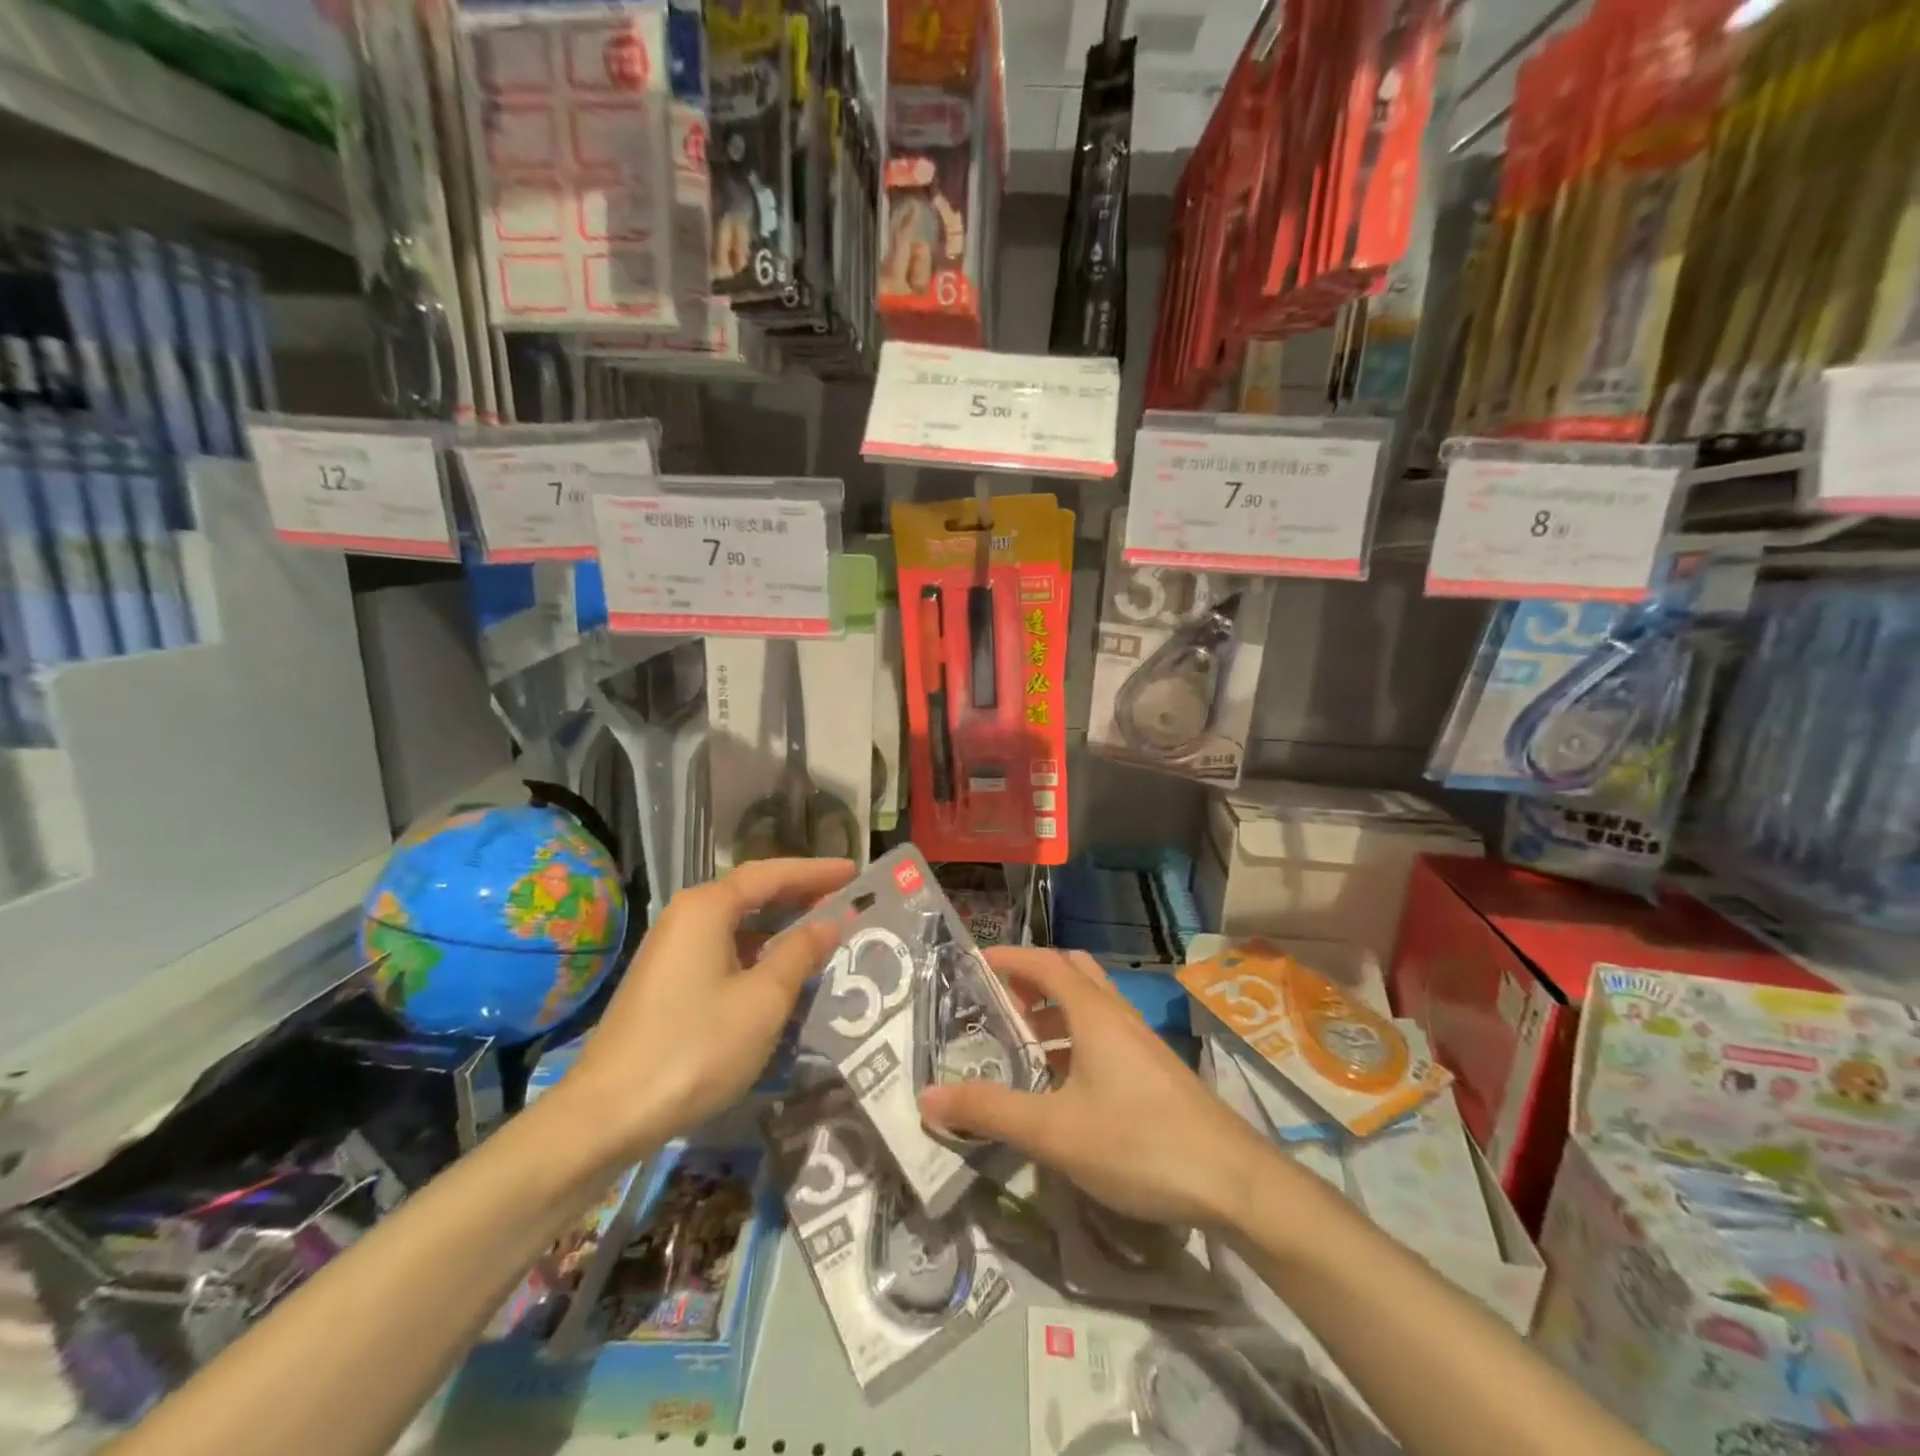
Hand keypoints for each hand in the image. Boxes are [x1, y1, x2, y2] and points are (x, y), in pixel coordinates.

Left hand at [560, 858, 854, 1161]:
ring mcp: (671, 951)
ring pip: (737, 925)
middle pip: (751, 893)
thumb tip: (828, 923)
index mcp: (707, 908)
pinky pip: (723, 950)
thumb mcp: (763, 1000)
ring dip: (779, 925)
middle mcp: (685, 917)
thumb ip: (799, 953)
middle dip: (799, 894)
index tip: (854, 872)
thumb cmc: (695, 1047)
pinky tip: (779, 973)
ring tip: (821, 932)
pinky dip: (757, 952)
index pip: (771, 874)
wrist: (606, 1115)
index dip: (815, 872)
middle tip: (844, 898)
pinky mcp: (666, 983)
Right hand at [918, 947, 1270, 1229]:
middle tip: (999, 1001)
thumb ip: (991, 1111)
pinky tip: (1063, 1084)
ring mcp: (1141, 1042)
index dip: (1011, 957)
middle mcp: (1118, 1016)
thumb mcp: (1053, 1131)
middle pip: (1073, 973)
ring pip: (1091, 1006)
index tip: (976, 962)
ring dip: (1054, 1012)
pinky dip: (1076, 1040)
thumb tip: (928, 1095)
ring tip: (1021, 1043)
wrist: (1233, 1181)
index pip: (1046, 963)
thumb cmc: (1138, 1142)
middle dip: (1033, 979)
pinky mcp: (1155, 1071)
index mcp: (1093, 1013)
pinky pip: (1105, 1035)